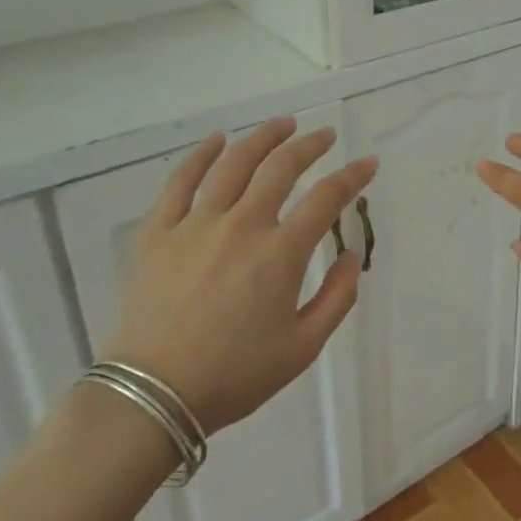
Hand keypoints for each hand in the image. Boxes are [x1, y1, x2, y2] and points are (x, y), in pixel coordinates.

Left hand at [105, 118, 378, 435]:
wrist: (153, 396)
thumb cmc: (235, 375)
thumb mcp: (303, 347)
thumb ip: (337, 297)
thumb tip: (351, 255)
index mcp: (280, 254)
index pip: (327, 198)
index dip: (352, 176)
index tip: (368, 163)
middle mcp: (242, 225)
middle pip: (281, 167)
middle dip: (309, 145)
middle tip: (324, 135)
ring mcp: (196, 224)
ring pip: (233, 163)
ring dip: (262, 138)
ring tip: (282, 125)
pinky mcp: (159, 232)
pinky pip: (180, 181)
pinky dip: (200, 155)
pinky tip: (217, 141)